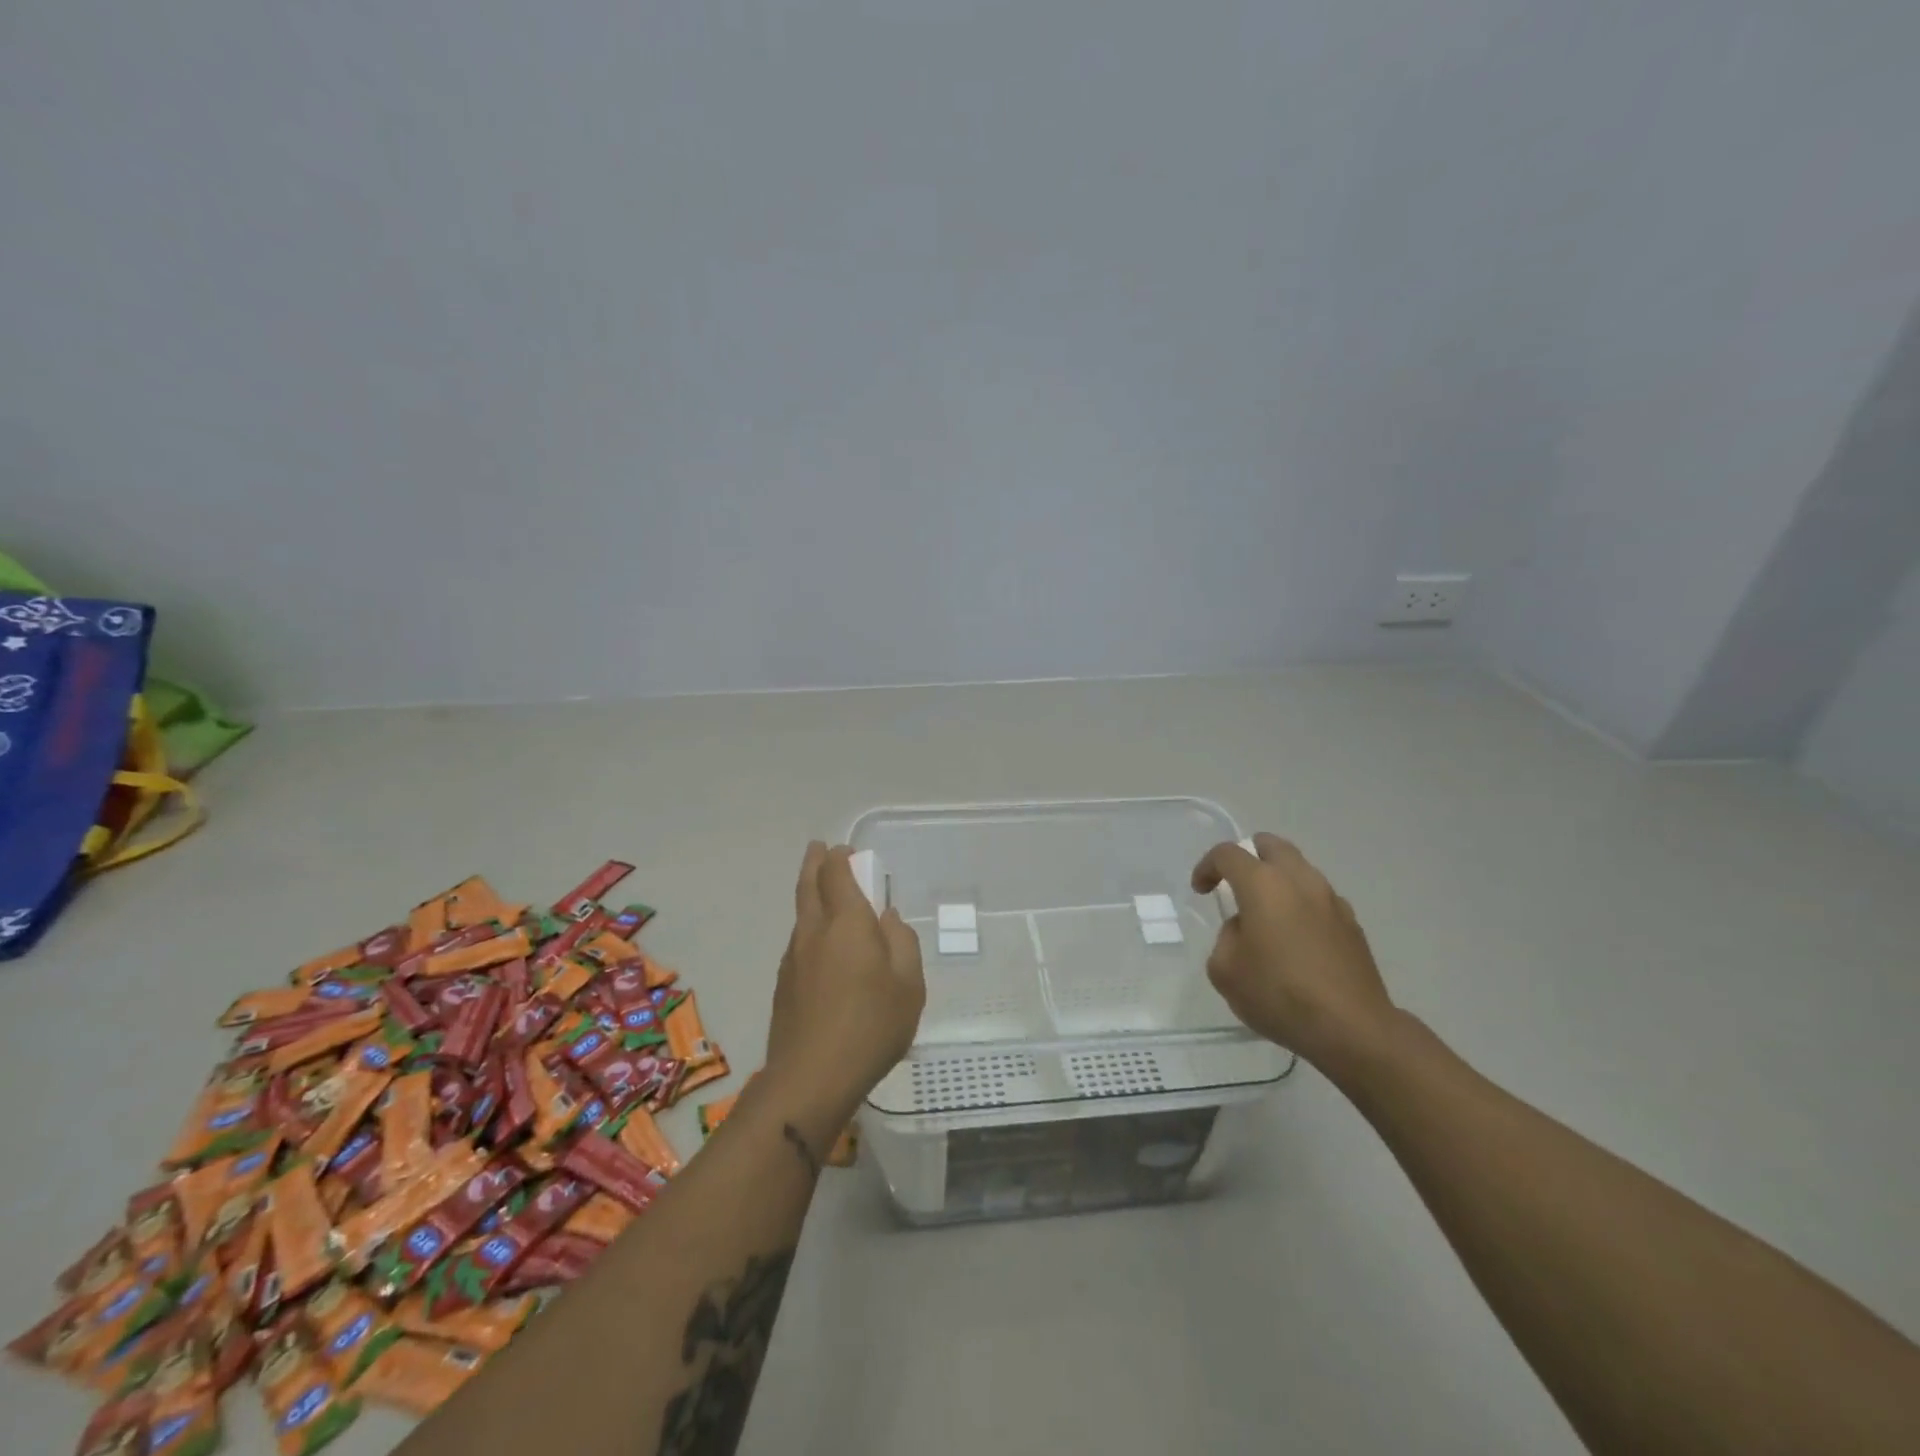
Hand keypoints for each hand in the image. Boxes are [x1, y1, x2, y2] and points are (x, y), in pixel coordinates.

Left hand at [765, 842, 925, 1116]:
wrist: (811, 1078)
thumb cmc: (871, 1026)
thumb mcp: (909, 985)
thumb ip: (902, 943)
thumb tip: (887, 918)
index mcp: (847, 923)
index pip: (836, 875)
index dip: (840, 858)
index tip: (845, 850)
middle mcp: (814, 932)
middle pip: (808, 886)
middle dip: (814, 863)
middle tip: (819, 850)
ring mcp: (793, 958)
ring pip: (800, 915)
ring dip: (810, 895)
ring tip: (824, 895)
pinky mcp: (783, 985)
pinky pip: (798, 942)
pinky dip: (809, 928)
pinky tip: (822, 947)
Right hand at [1191, 833, 1394, 1069]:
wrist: (1352, 1028)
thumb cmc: (1279, 994)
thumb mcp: (1225, 971)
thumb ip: (1227, 938)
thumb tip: (1245, 930)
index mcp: (1263, 884)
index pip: (1227, 854)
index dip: (1207, 866)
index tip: (1201, 890)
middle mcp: (1299, 880)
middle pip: (1271, 845)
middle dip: (1249, 857)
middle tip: (1236, 885)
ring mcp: (1331, 900)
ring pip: (1299, 869)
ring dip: (1278, 881)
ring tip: (1267, 916)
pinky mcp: (1352, 924)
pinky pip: (1319, 898)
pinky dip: (1301, 905)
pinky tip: (1296, 940)